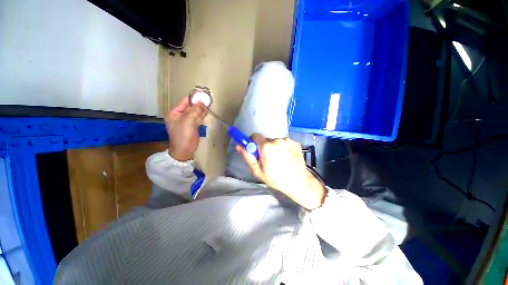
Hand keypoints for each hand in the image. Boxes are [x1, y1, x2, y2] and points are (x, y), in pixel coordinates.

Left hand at [165, 97, 206, 160]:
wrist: (185, 150)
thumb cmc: (183, 135)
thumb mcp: (187, 122)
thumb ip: (195, 111)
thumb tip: (201, 101)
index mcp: (174, 113)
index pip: (184, 102)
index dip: (193, 98)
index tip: (202, 93)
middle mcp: (180, 115)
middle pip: (191, 106)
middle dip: (199, 103)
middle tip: (208, 97)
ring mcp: (188, 121)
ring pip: (196, 112)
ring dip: (202, 108)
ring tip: (210, 102)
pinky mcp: (194, 126)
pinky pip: (198, 117)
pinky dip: (203, 114)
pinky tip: (208, 110)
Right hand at [236, 134, 325, 209]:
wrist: (299, 182)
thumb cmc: (276, 179)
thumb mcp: (258, 171)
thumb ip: (247, 157)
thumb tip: (239, 146)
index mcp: (266, 146)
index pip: (255, 136)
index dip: (253, 142)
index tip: (255, 150)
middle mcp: (277, 140)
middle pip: (266, 140)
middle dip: (264, 147)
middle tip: (268, 159)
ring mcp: (288, 140)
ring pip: (276, 141)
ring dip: (275, 147)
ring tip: (279, 159)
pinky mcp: (295, 142)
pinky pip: (285, 142)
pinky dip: (284, 148)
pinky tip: (287, 157)